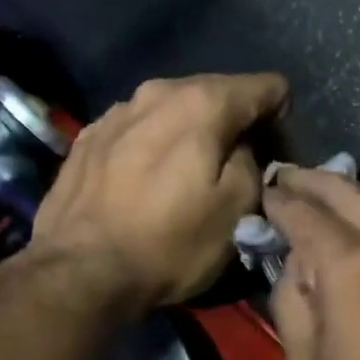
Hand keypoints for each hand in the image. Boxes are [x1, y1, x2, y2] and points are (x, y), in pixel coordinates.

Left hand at [31, 73, 288, 310]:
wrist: (81, 272)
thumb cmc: (170, 244)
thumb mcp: (237, 210)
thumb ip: (254, 164)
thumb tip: (246, 147)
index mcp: (202, 103)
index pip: (263, 87)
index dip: (279, 113)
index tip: (276, 147)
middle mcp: (157, 91)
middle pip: (215, 92)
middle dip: (234, 121)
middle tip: (240, 163)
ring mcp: (116, 112)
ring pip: (172, 109)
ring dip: (191, 132)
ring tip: (191, 171)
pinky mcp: (88, 138)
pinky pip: (138, 130)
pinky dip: (154, 145)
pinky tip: (148, 179)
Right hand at [263, 164, 359, 359]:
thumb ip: (292, 303)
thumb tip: (294, 263)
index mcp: (353, 267)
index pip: (303, 211)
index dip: (276, 201)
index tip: (260, 197)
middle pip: (347, 186)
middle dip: (309, 182)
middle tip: (284, 190)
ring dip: (359, 188)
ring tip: (337, 215)